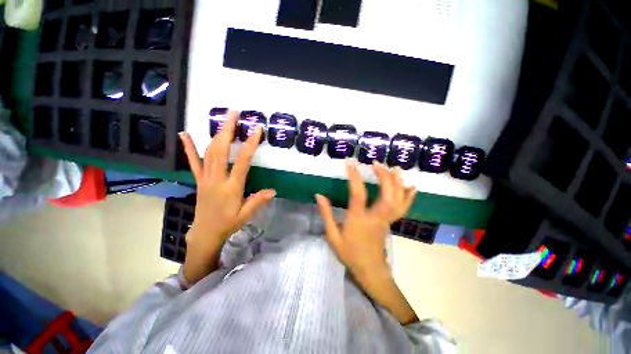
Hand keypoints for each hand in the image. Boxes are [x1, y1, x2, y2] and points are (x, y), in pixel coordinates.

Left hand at [179, 111, 275, 284]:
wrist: (205, 232)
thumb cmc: (228, 223)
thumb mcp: (245, 215)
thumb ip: (258, 201)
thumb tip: (273, 190)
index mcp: (231, 187)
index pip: (242, 161)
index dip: (250, 144)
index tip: (256, 130)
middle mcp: (217, 179)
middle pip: (221, 150)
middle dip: (227, 130)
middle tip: (234, 113)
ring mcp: (205, 178)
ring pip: (209, 152)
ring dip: (216, 133)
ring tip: (223, 119)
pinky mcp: (199, 179)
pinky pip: (193, 161)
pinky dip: (189, 147)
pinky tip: (184, 134)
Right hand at [315, 160, 415, 277]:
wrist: (369, 270)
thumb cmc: (349, 253)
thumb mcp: (332, 235)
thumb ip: (326, 214)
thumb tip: (319, 195)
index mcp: (358, 220)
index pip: (358, 194)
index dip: (354, 176)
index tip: (350, 162)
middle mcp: (376, 218)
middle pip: (386, 195)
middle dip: (383, 176)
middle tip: (376, 162)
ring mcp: (387, 220)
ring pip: (398, 200)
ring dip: (397, 182)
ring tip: (394, 167)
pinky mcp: (391, 222)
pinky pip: (403, 208)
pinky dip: (409, 196)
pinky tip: (411, 186)